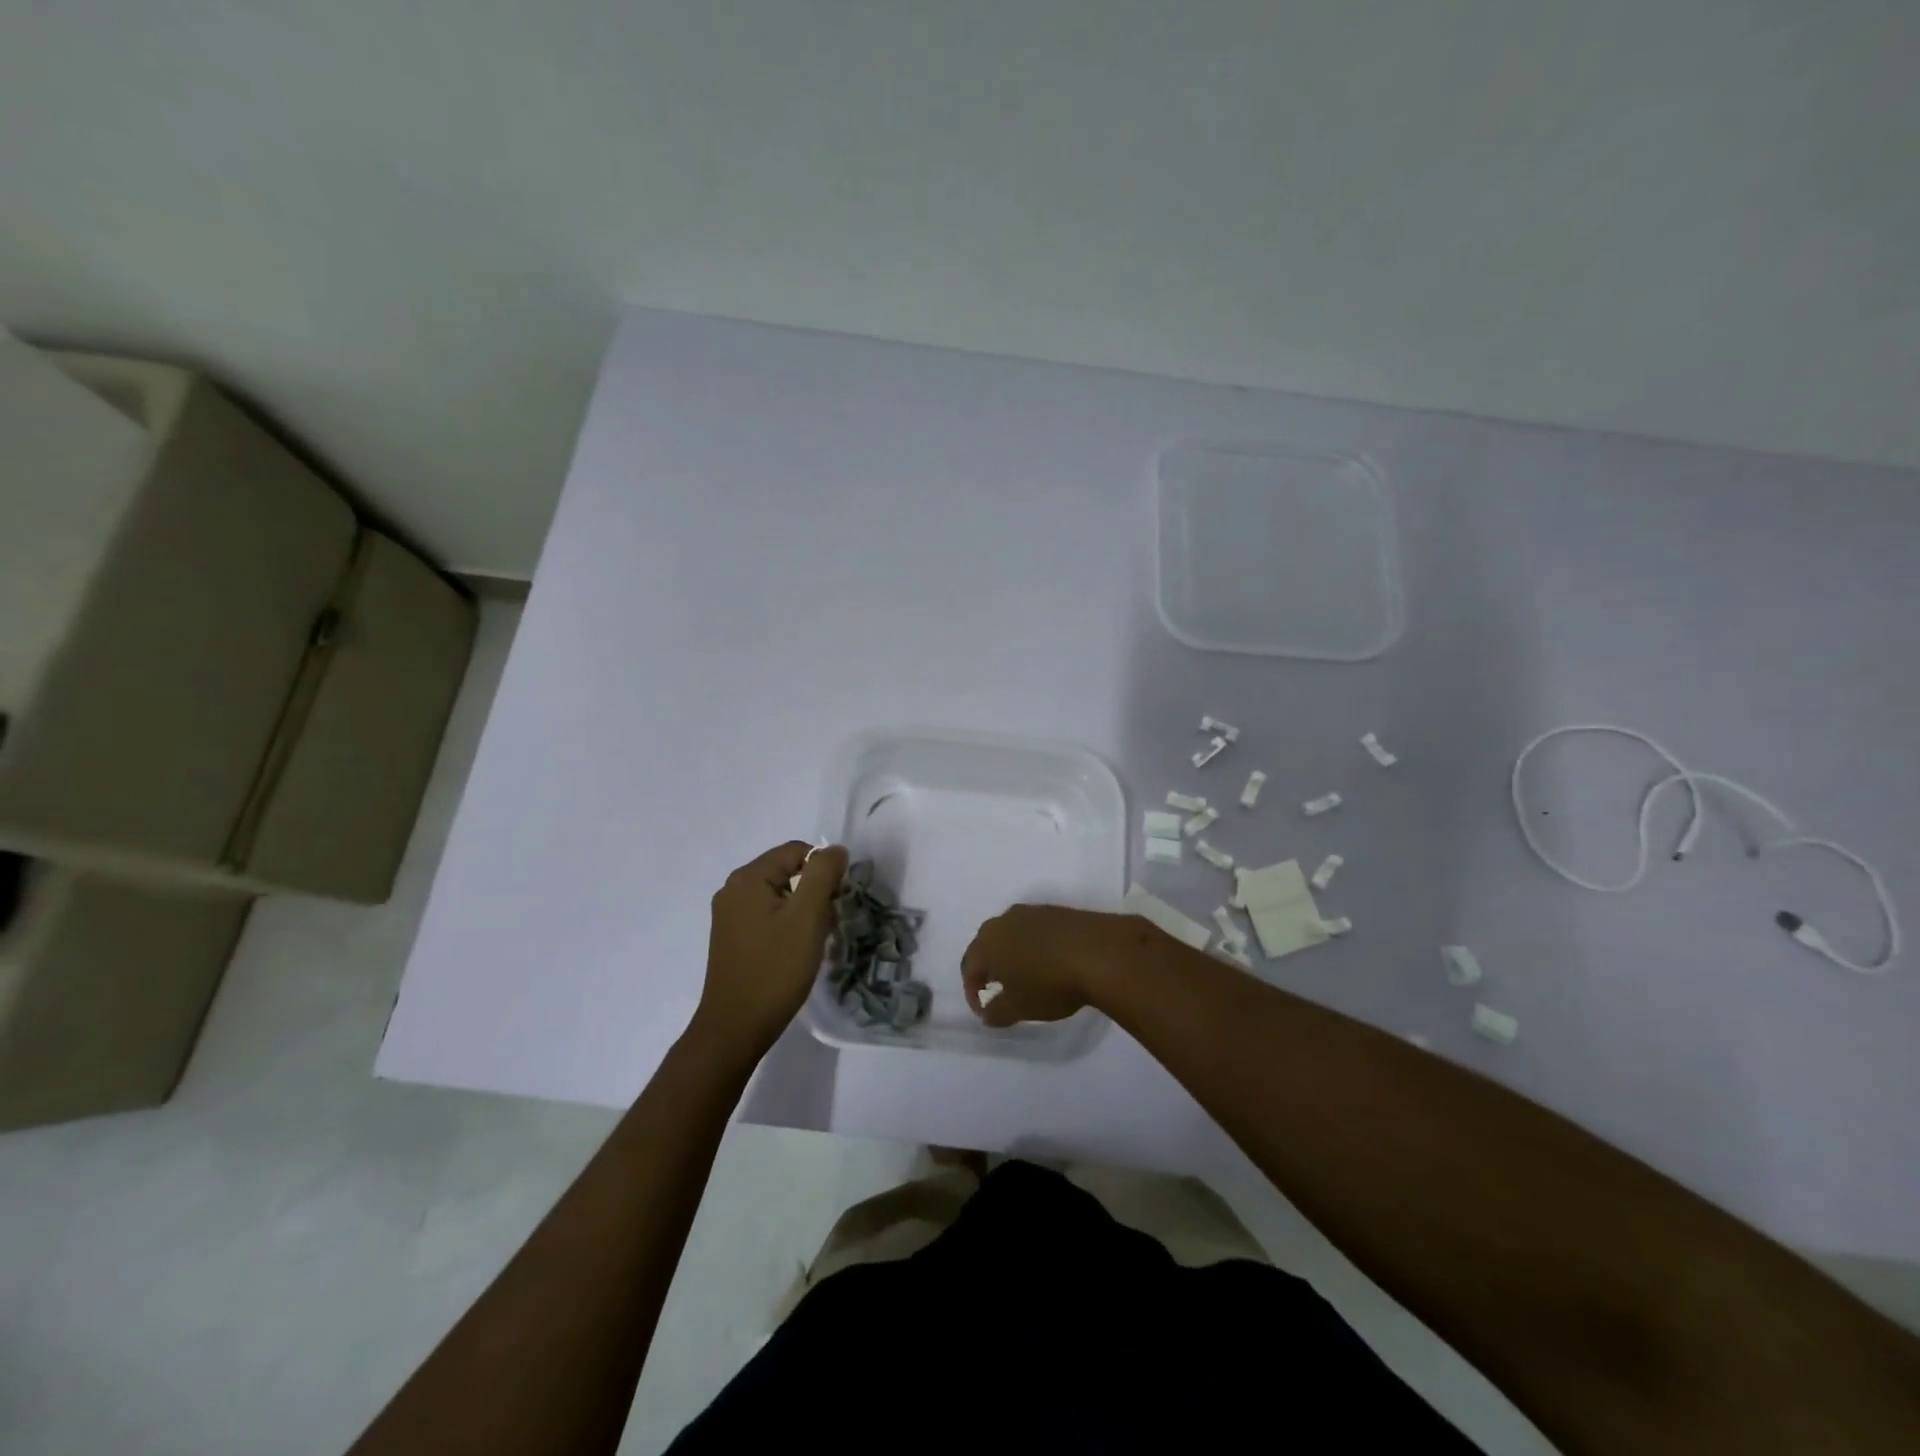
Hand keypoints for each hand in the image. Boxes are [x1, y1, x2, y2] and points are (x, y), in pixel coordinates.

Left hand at [690, 840, 848, 1060]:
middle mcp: (733, 889)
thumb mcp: (807, 917)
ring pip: (780, 894)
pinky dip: (787, 924)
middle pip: (787, 870)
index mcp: (747, 878)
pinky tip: (795, 950)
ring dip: (803, 909)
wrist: (736, 1028)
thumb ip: (823, 874)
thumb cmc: (775, 969)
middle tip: (827, 921)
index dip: (824, 869)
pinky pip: (768, 914)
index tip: (837, 900)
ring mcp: (729, 915)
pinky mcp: (732, 937)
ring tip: (813, 939)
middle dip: (814, 890)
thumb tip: (835, 850)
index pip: (797, 851)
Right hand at [961, 904, 1119, 1026]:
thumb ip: (997, 1012)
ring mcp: (1030, 912)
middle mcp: (1003, 922)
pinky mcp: (1054, 910)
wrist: (1099, 951)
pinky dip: (1032, 944)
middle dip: (988, 968)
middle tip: (999, 990)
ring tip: (1024, 975)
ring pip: (1009, 934)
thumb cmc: (1051, 983)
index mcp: (987, 944)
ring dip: (1011, 954)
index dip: (972, 992)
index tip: (985, 1011)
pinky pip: (1033, 928)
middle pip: (985, 945)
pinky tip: (1047, 960)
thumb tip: (986, 1012)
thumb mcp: (1020, 1008)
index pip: (968, 968)